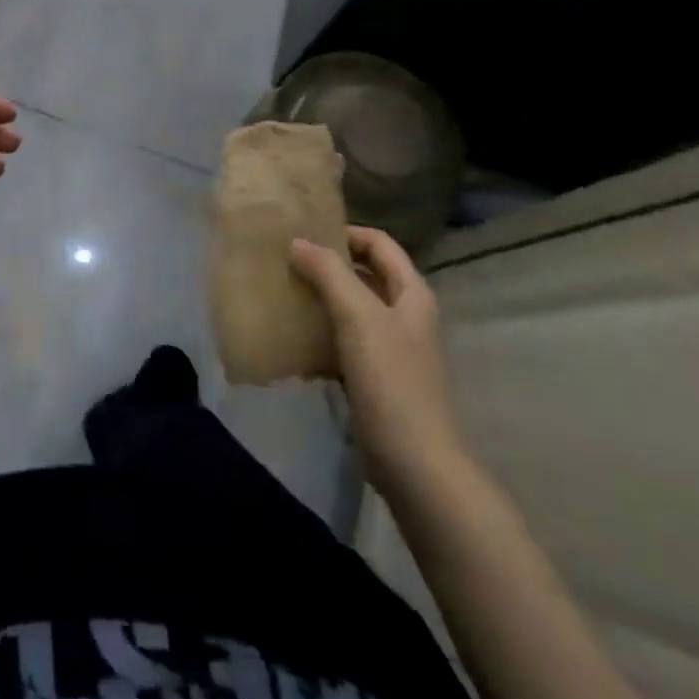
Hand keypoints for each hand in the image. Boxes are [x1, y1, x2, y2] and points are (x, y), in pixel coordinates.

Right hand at [289, 227, 465, 495]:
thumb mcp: (359, 316)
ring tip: (282, 295)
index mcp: (411, 294)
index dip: (345, 233)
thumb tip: (298, 242)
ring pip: (351, 309)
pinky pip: (343, 344)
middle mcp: (405, 316)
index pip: (379, 244)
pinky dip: (320, 336)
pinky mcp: (375, 379)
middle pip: (364, 275)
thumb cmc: (392, 380)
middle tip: (285, 262)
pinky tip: (292, 342)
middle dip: (326, 265)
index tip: (304, 234)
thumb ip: (329, 273)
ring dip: (320, 300)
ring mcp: (391, 349)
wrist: (416, 465)